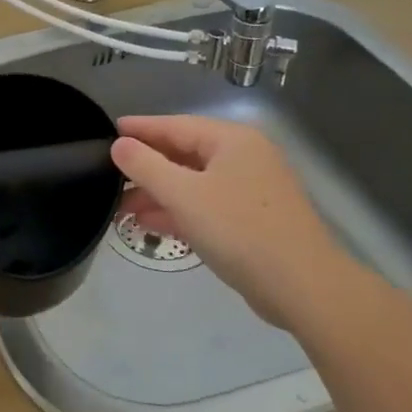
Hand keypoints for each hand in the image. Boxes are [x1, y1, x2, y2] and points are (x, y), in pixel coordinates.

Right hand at [111, 115, 358, 329]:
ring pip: (193, 183)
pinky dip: (179, 211)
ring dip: (158, 194)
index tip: (109, 130)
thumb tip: (119, 145)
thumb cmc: (239, 230)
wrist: (302, 286)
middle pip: (184, 154)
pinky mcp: (252, 220)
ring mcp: (250, 190)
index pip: (176, 125)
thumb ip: (146, 166)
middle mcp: (243, 157)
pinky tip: (150, 224)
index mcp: (231, 140)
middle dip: (146, 168)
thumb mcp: (183, 195)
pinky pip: (206, 205)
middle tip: (108, 176)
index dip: (141, 129)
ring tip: (121, 208)